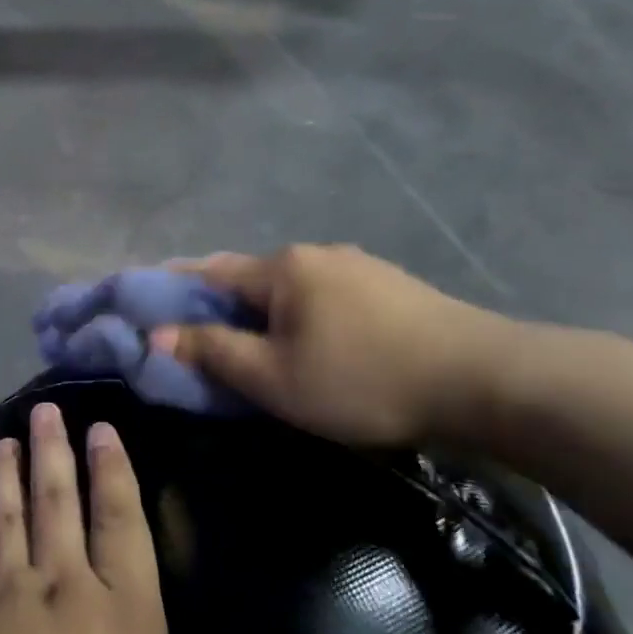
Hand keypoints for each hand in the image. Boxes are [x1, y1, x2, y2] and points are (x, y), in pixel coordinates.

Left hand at [0, 403, 377, 633]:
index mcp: (125, 622)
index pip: (123, 526)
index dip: (114, 473)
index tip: (101, 427)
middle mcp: (63, 594)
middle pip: (59, 505)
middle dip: (55, 453)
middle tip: (45, 408)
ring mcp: (3, 605)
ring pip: (8, 521)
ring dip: (7, 478)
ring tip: (4, 438)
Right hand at [157, 245, 515, 448]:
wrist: (484, 380)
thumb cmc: (362, 379)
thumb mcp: (273, 378)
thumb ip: (212, 352)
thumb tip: (157, 335)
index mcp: (281, 268)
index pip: (208, 272)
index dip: (173, 288)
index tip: (148, 305)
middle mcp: (315, 253)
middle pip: (249, 276)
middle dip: (219, 303)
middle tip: (201, 337)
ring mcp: (358, 265)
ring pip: (290, 286)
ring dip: (263, 310)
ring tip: (257, 344)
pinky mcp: (391, 286)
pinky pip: (324, 295)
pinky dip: (301, 313)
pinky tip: (313, 340)